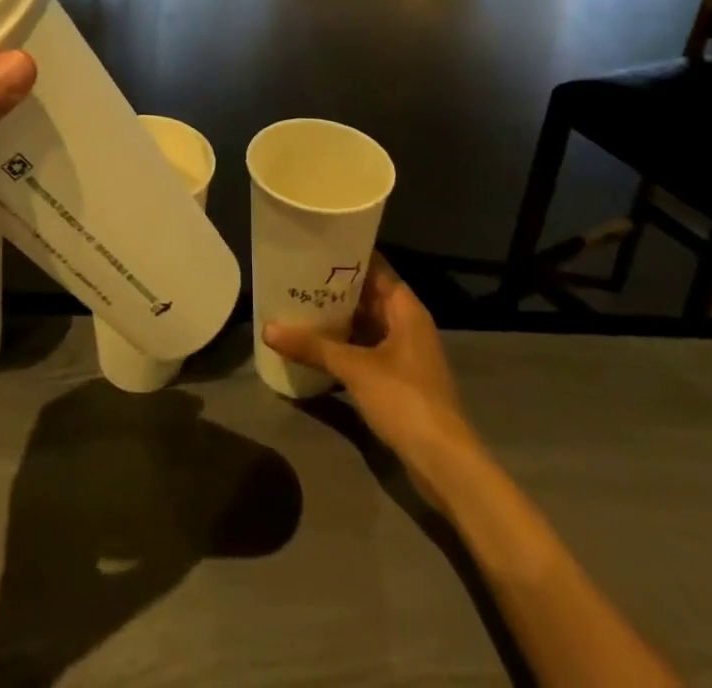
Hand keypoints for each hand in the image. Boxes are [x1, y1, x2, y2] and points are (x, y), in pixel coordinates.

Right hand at [264, 255, 472, 469]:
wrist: (443, 462)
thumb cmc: (405, 399)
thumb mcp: (355, 369)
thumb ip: (313, 346)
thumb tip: (268, 328)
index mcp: (405, 307)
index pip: (374, 266)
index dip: (345, 256)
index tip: (312, 248)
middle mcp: (407, 323)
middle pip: (367, 295)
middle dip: (334, 289)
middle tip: (295, 277)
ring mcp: (404, 352)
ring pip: (365, 324)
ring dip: (337, 320)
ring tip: (298, 307)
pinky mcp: (399, 379)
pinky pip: (366, 350)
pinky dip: (344, 347)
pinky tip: (315, 348)